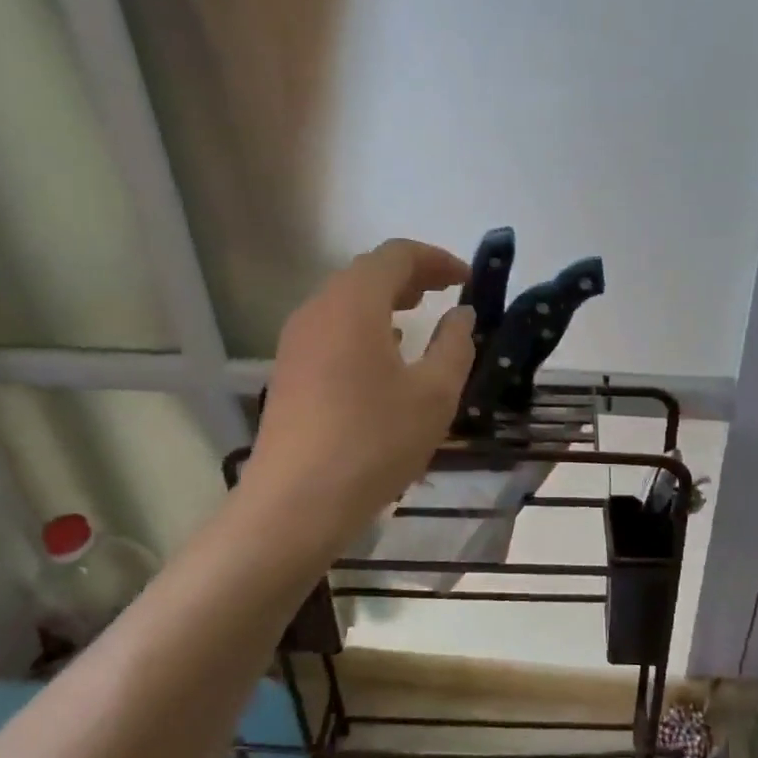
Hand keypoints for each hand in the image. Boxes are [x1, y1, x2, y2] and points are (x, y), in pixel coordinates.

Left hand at [243, 239, 476, 543]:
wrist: (296, 503)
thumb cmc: (374, 442)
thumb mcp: (433, 394)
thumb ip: (455, 346)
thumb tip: (461, 316)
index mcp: (353, 304)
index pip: (396, 254)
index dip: (436, 259)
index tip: (467, 279)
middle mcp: (318, 310)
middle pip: (367, 273)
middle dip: (411, 276)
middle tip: (447, 293)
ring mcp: (296, 341)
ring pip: (346, 302)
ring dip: (385, 301)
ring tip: (417, 318)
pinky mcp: (289, 371)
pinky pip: (331, 329)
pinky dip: (364, 327)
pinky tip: (383, 357)